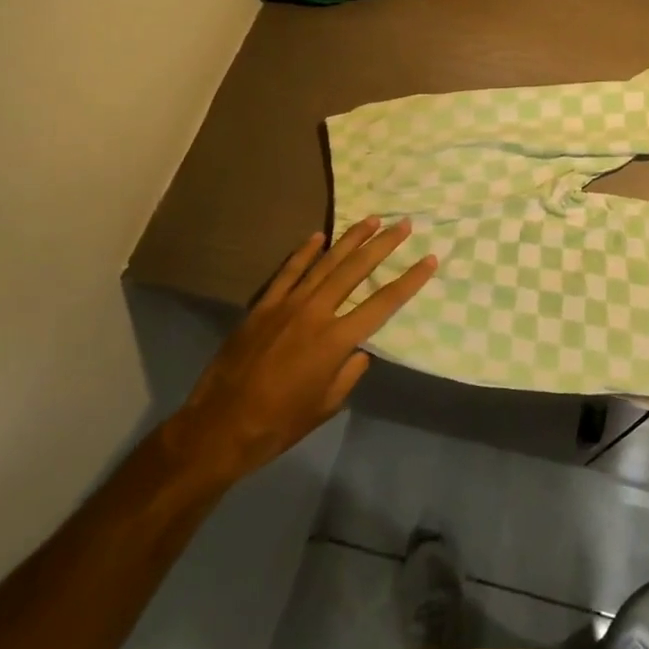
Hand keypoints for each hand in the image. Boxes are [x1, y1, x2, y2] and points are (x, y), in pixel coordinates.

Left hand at [165, 218, 436, 481]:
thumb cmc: (279, 424)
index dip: (410, 280)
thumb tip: (362, 349)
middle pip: (356, 270)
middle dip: (383, 245)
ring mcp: (286, 305)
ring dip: (350, 239)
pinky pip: (288, 272)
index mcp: (335, 341)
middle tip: (404, 224)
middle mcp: (315, 313)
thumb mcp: (327, 405)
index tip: (430, 259)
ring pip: (325, 263)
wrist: (218, 428)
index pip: (383, 303)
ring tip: (372, 220)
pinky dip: (304, 252)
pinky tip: (319, 236)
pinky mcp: (262, 306)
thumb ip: (350, 372)